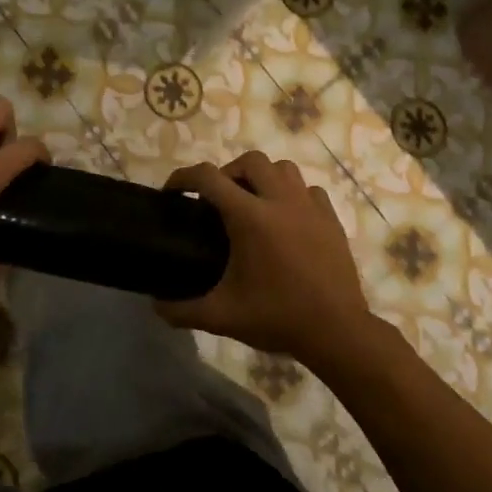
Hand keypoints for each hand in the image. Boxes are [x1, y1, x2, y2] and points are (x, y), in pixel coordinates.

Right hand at [157, 152, 376, 361]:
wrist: (336, 331)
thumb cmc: (277, 317)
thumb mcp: (222, 317)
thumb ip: (182, 310)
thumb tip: (155, 306)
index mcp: (250, 218)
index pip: (209, 178)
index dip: (184, 177)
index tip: (173, 191)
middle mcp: (280, 201)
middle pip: (251, 161)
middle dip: (227, 172)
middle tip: (217, 199)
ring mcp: (310, 207)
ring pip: (284, 168)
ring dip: (263, 177)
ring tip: (253, 202)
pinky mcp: (331, 219)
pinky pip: (309, 190)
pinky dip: (293, 194)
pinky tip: (286, 218)